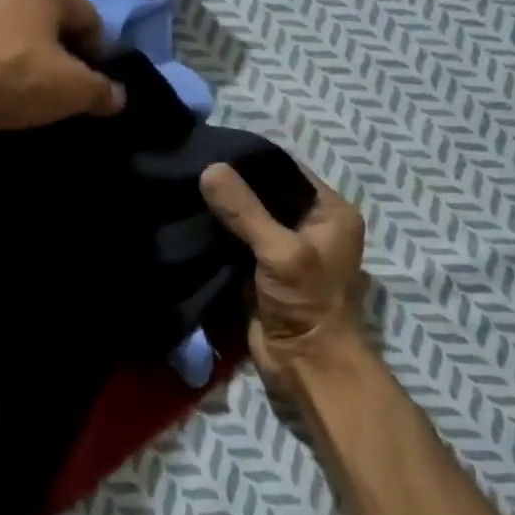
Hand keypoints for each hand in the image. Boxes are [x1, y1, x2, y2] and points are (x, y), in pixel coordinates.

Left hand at [0, 0, 125, 137]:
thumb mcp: (70, 90)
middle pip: (45, 20)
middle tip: (49, 90)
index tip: (87, 89)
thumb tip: (117, 96)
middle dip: (52, 50)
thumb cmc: (8, 76)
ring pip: (0, 23)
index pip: (90, 21)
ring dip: (8, 44)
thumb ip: (101, 91)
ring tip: (6, 84)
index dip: (96, 57)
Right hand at [200, 163, 368, 391]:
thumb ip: (245, 210)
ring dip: (221, 211)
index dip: (252, 160)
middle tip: (190, 168)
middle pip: (265, 193)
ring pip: (247, 218)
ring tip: (183, 188)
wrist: (306, 365)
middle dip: (231, 186)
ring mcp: (284, 249)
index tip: (210, 149)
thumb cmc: (307, 303)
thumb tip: (210, 168)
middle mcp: (310, 225)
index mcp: (330, 212)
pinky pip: (236, 242)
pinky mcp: (261, 270)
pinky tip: (189, 219)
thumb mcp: (280, 250)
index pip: (287, 170)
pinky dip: (217, 234)